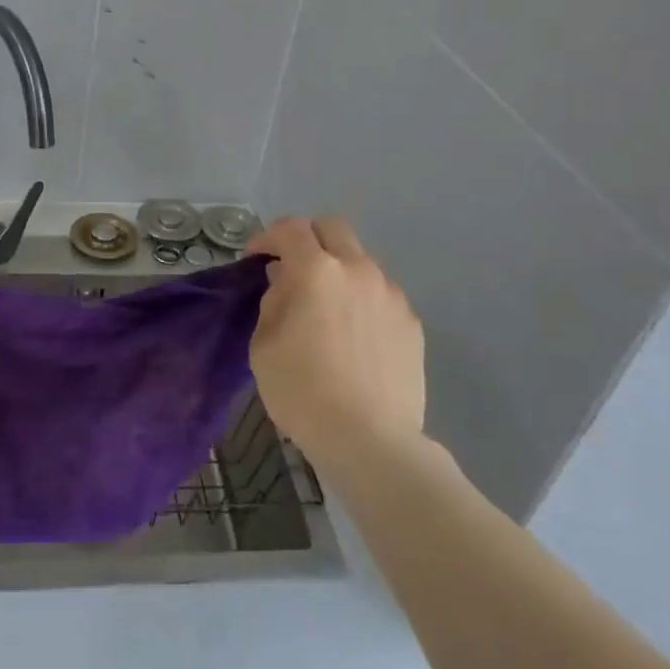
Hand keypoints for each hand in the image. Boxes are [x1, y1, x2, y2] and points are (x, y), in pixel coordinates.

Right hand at [247, 216, 426, 462]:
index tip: (257, 258)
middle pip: (333, 228)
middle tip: (293, 268)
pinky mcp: (411, 322)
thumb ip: (273, 300)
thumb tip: (286, 281)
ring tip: (327, 308)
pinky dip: (363, 301)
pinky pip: (381, 295)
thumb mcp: (263, 344)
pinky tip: (354, 336)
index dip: (268, 237)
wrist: (370, 440)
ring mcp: (390, 294)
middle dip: (309, 238)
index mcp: (316, 270)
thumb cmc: (302, 391)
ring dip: (339, 271)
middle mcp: (357, 270)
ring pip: (360, 261)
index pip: (290, 228)